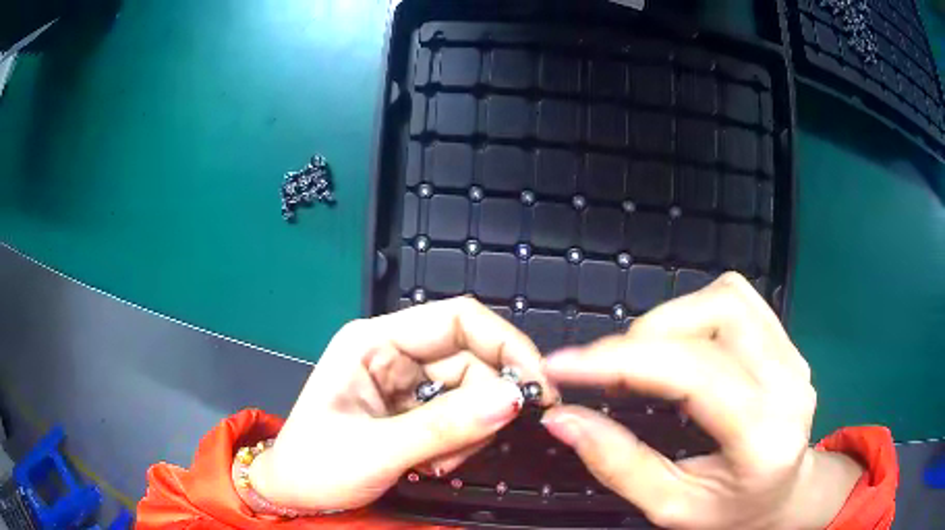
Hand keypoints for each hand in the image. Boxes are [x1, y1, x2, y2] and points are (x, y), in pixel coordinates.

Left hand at [248, 297, 557, 511]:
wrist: (294, 495)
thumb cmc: (316, 467)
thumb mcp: (377, 450)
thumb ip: (446, 426)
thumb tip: (515, 399)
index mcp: (374, 342)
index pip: (457, 319)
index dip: (506, 344)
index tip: (537, 386)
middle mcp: (393, 353)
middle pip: (471, 361)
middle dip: (482, 407)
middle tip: (467, 448)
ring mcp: (405, 382)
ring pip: (472, 393)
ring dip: (469, 433)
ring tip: (435, 464)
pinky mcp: (413, 409)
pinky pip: (460, 416)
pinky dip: (459, 443)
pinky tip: (430, 465)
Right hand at [541, 273, 862, 529]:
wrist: (786, 493)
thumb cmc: (733, 511)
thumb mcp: (672, 507)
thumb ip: (618, 465)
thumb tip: (563, 420)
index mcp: (764, 438)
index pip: (697, 375)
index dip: (625, 360)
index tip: (565, 364)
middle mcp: (788, 383)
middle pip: (716, 316)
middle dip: (645, 337)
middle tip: (605, 372)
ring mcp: (793, 354)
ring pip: (726, 297)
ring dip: (670, 320)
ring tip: (643, 360)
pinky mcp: (787, 340)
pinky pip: (737, 298)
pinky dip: (694, 311)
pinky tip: (680, 346)